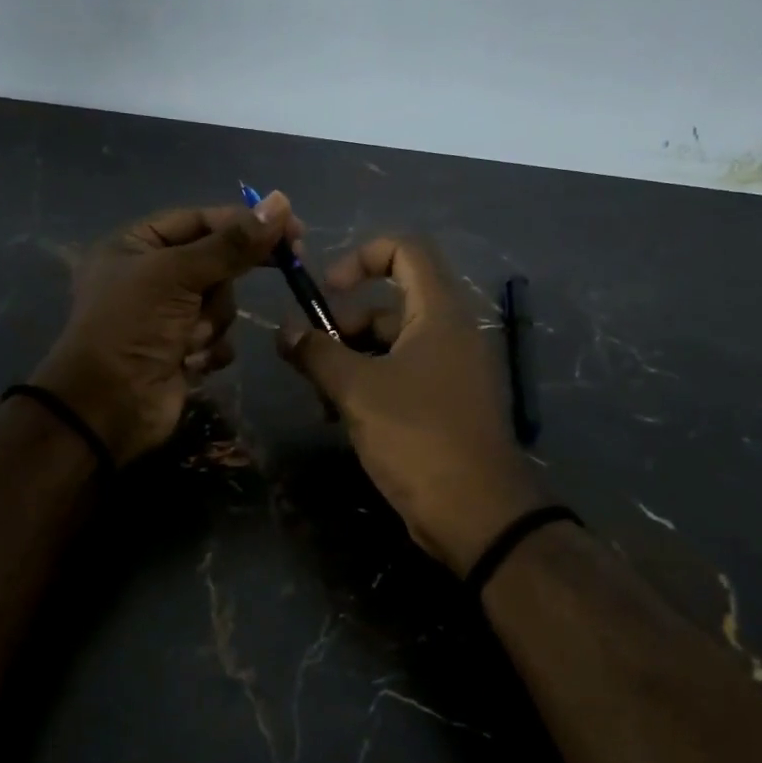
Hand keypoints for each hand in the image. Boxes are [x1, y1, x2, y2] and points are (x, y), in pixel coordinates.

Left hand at [33, 193, 302, 463]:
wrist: (108, 406)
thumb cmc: (132, 326)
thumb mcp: (178, 274)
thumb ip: (232, 243)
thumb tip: (280, 202)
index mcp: (135, 245)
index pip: (200, 221)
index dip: (244, 222)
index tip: (291, 228)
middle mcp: (151, 276)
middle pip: (216, 262)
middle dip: (223, 282)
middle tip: (289, 264)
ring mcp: (167, 316)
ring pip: (221, 303)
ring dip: (211, 322)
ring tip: (187, 339)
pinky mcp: (182, 350)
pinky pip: (218, 338)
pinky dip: (210, 349)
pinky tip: (190, 362)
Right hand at [278, 235, 546, 575]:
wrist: (476, 512)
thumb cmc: (417, 436)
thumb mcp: (357, 390)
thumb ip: (317, 353)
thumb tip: (285, 332)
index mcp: (439, 312)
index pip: (406, 250)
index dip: (361, 257)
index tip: (326, 292)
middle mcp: (450, 332)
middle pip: (389, 304)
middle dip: (344, 326)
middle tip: (311, 360)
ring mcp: (450, 371)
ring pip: (390, 346)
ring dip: (350, 363)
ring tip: (320, 398)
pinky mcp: (445, 405)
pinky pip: (402, 377)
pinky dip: (370, 387)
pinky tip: (340, 419)